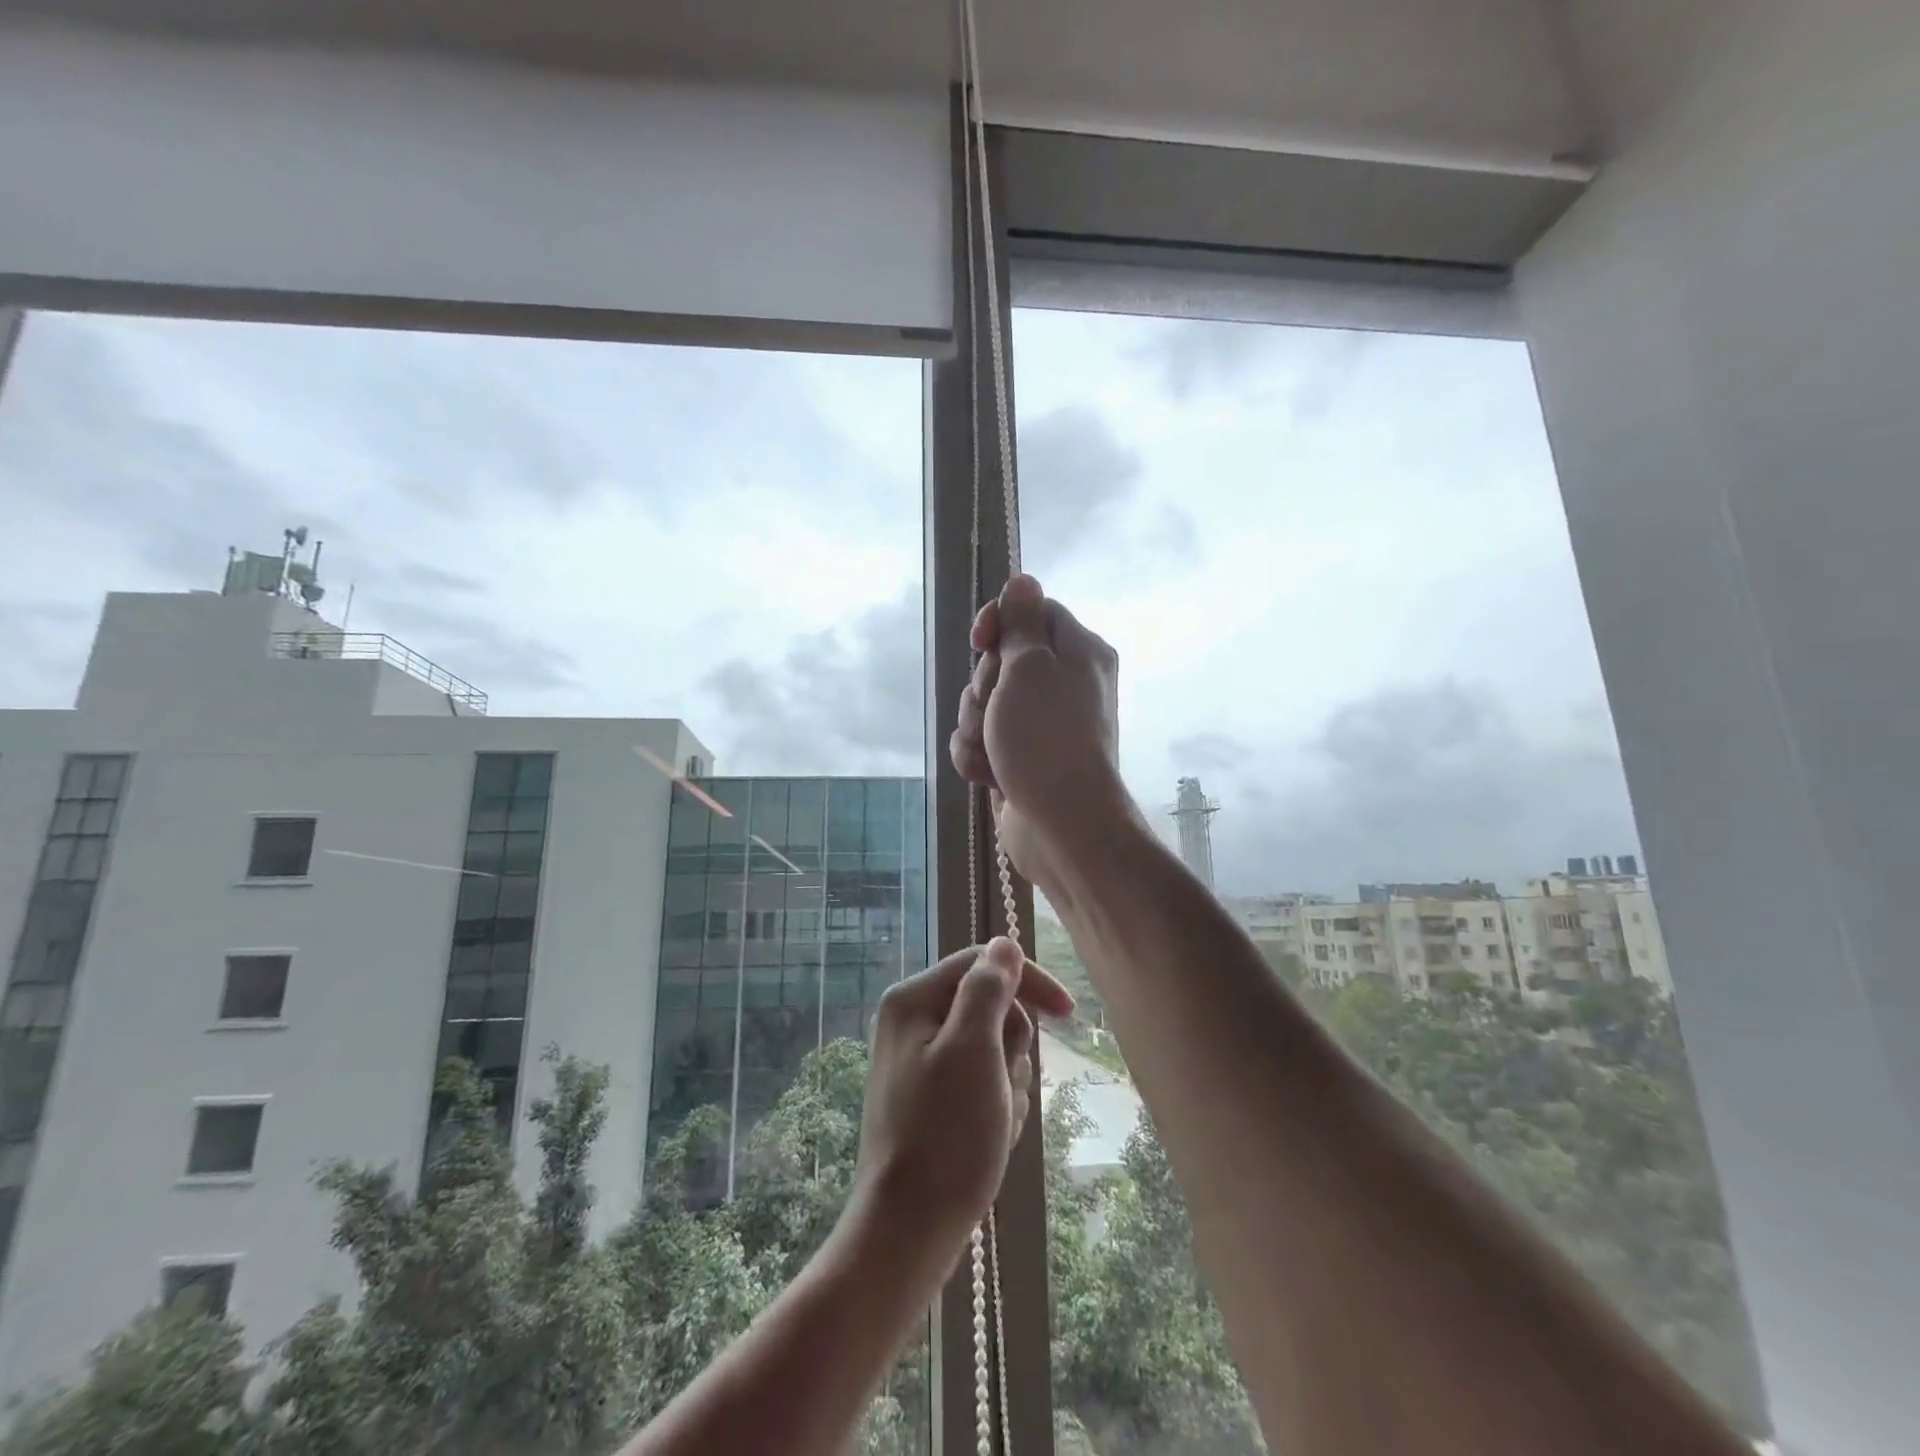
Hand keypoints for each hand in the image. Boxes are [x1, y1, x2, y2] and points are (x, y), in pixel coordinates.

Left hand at [854, 939, 1073, 1248]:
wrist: (908, 1230)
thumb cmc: (945, 1136)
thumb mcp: (973, 1050)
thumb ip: (988, 989)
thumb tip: (1004, 944)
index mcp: (913, 999)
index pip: (983, 963)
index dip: (1028, 982)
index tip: (1069, 1014)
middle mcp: (912, 1021)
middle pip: (991, 1007)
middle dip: (1013, 1048)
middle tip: (1002, 1088)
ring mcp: (920, 1061)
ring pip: (994, 1049)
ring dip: (1008, 1083)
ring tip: (995, 1122)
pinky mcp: (932, 1098)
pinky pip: (983, 1083)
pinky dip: (997, 1105)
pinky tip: (990, 1138)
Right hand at [949, 574, 1133, 897]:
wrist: (1062, 826)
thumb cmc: (1046, 738)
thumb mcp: (1030, 668)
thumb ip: (1022, 623)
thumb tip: (1024, 579)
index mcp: (1079, 652)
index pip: (1033, 611)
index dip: (1000, 622)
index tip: (980, 642)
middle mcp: (1064, 684)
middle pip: (1002, 661)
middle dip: (983, 687)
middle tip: (996, 709)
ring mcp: (1041, 725)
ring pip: (985, 704)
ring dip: (975, 727)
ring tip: (992, 751)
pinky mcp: (1020, 758)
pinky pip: (983, 741)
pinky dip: (978, 756)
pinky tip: (988, 776)